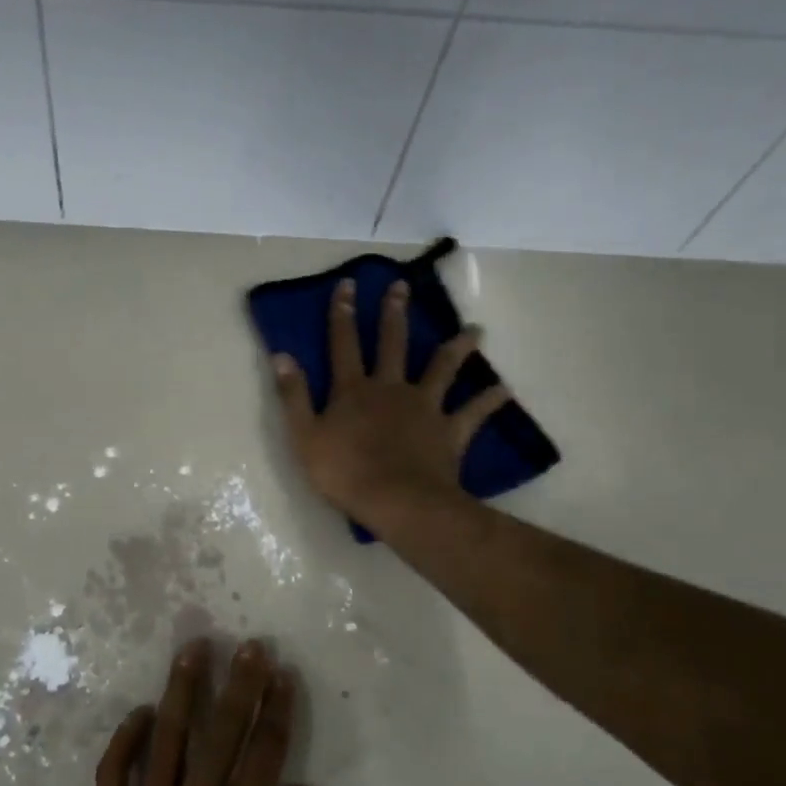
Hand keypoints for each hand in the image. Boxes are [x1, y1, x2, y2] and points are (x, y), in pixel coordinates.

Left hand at [86, 638, 324, 785]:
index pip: (265, 757)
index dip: (276, 711)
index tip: (282, 673)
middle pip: (220, 735)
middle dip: (238, 685)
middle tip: (247, 644)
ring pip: (164, 741)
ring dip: (181, 692)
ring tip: (192, 651)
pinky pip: (113, 778)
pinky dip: (123, 741)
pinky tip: (137, 714)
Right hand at [270, 277, 508, 527]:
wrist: (397, 501)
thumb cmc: (344, 472)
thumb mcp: (304, 436)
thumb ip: (293, 395)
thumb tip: (281, 355)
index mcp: (353, 390)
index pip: (344, 344)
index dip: (343, 314)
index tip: (348, 284)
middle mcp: (390, 388)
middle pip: (392, 344)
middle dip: (394, 313)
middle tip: (402, 286)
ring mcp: (424, 407)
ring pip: (443, 368)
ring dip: (458, 347)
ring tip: (475, 329)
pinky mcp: (449, 430)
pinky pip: (474, 412)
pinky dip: (489, 400)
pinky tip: (505, 389)